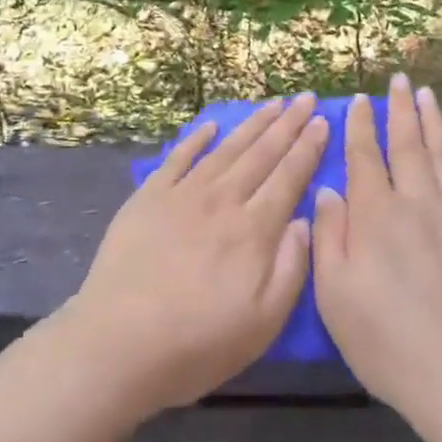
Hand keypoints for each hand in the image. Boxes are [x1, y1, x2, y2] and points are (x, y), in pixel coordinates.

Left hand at [62, 95, 326, 420]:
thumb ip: (292, 268)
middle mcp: (223, 200)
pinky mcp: (149, 197)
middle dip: (287, 123)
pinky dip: (196, 139)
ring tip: (272, 104)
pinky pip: (179, 158)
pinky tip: (210, 126)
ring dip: (252, 124)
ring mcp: (183, 194)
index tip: (323, 121)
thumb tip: (306, 219)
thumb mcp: (263, 323)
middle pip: (261, 153)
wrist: (118, 343)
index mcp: (254, 230)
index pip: (289, 177)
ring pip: (226, 149)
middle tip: (306, 97)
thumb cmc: (197, 343)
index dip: (308, 148)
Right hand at [313, 75, 441, 421]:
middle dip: (402, 110)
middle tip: (401, 79)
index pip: (366, 158)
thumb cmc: (386, 342)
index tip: (361, 100)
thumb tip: (328, 189)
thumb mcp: (335, 295)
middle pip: (408, 146)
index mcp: (376, 216)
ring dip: (436, 123)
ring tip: (430, 95)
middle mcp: (418, 204)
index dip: (362, 126)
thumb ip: (328, 236)